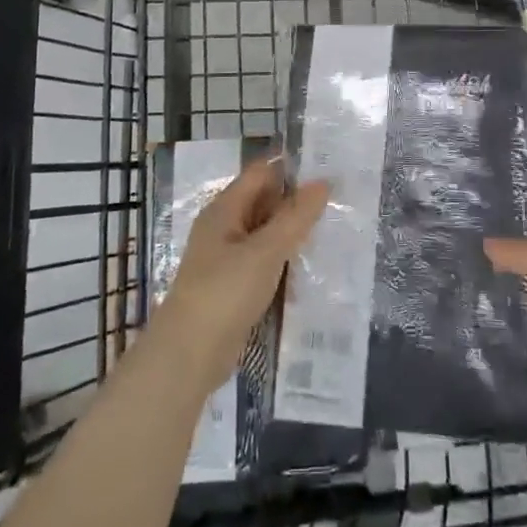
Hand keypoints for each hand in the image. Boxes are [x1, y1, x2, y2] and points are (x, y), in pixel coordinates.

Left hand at [150, 158, 330, 398]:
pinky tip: (309, 266)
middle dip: (296, 201)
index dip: (291, 169)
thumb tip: (323, 182)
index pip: (261, 174)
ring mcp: (227, 258)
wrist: (188, 356)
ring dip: (292, 232)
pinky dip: (283, 259)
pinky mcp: (233, 286)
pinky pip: (263, 261)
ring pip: (265, 233)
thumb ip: (295, 217)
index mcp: (225, 209)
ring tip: (332, 230)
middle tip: (338, 202)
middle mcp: (224, 227)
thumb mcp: (265, 251)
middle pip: (263, 201)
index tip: (328, 170)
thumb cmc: (224, 293)